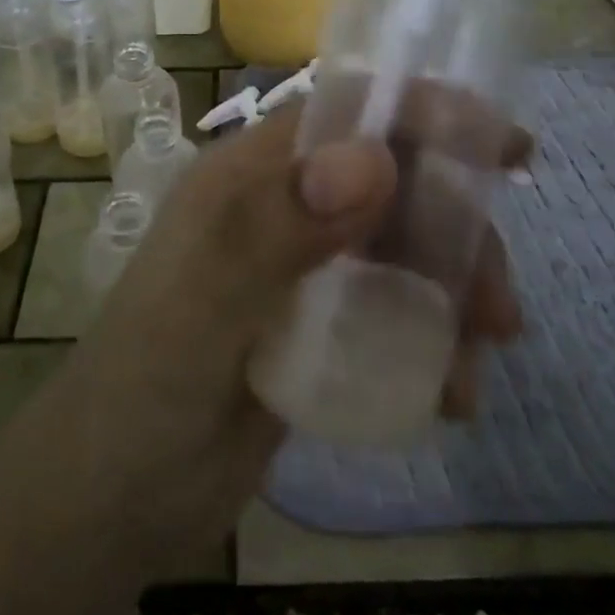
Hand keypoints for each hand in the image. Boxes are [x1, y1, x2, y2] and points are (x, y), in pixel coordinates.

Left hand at [51, 102, 525, 578]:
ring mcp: (300, 267)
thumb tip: (376, 157)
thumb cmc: (146, 388)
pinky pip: (393, 308)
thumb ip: (278, 227)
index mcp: (249, 177)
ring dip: (455, 288)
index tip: (503, 146)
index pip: (344, 116)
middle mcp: (280, 207)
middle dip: (455, 227)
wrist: (111, 499)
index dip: (422, 115)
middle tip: (498, 306)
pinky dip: (434, 337)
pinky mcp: (316, 325)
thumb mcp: (205, 302)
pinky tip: (452, 394)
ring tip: (484, 357)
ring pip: (401, 245)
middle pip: (390, 183)